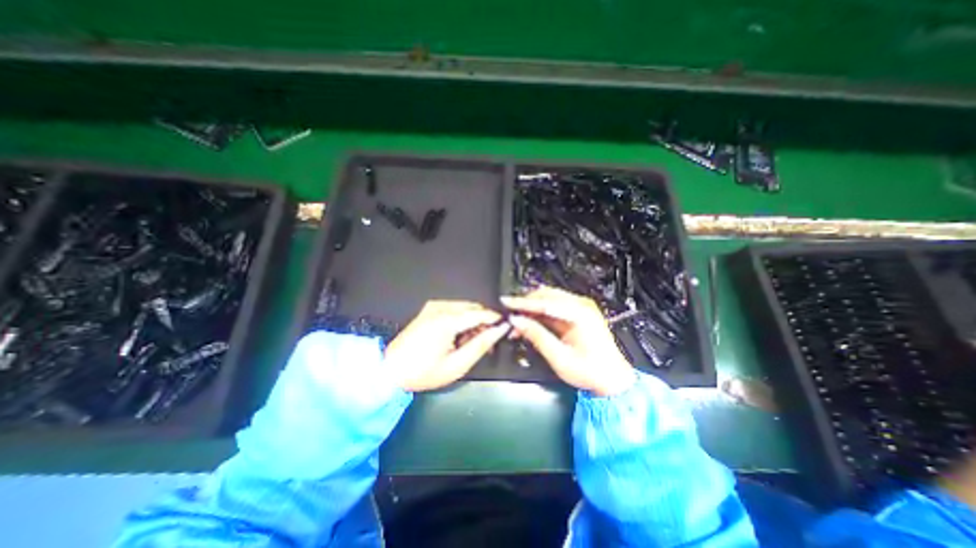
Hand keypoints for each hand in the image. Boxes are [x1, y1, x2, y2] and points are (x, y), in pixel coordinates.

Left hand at [382, 299, 511, 393]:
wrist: (390, 370)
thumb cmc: (423, 372)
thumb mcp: (457, 365)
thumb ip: (481, 344)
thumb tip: (499, 330)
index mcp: (447, 320)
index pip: (480, 313)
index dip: (495, 320)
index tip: (504, 329)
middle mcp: (441, 307)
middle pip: (473, 308)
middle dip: (484, 322)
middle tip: (488, 342)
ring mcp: (433, 306)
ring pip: (464, 307)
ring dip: (473, 321)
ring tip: (472, 342)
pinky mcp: (429, 309)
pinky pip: (453, 309)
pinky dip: (462, 319)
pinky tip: (459, 335)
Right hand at [504, 285, 633, 396]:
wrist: (613, 380)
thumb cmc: (589, 372)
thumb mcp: (559, 357)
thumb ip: (537, 336)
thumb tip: (516, 321)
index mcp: (579, 314)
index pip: (544, 303)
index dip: (522, 303)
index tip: (505, 302)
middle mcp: (581, 305)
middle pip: (546, 296)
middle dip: (526, 304)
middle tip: (509, 316)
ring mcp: (581, 307)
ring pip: (548, 300)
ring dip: (531, 308)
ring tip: (517, 322)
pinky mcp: (578, 313)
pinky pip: (554, 307)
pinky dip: (539, 313)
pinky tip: (529, 322)